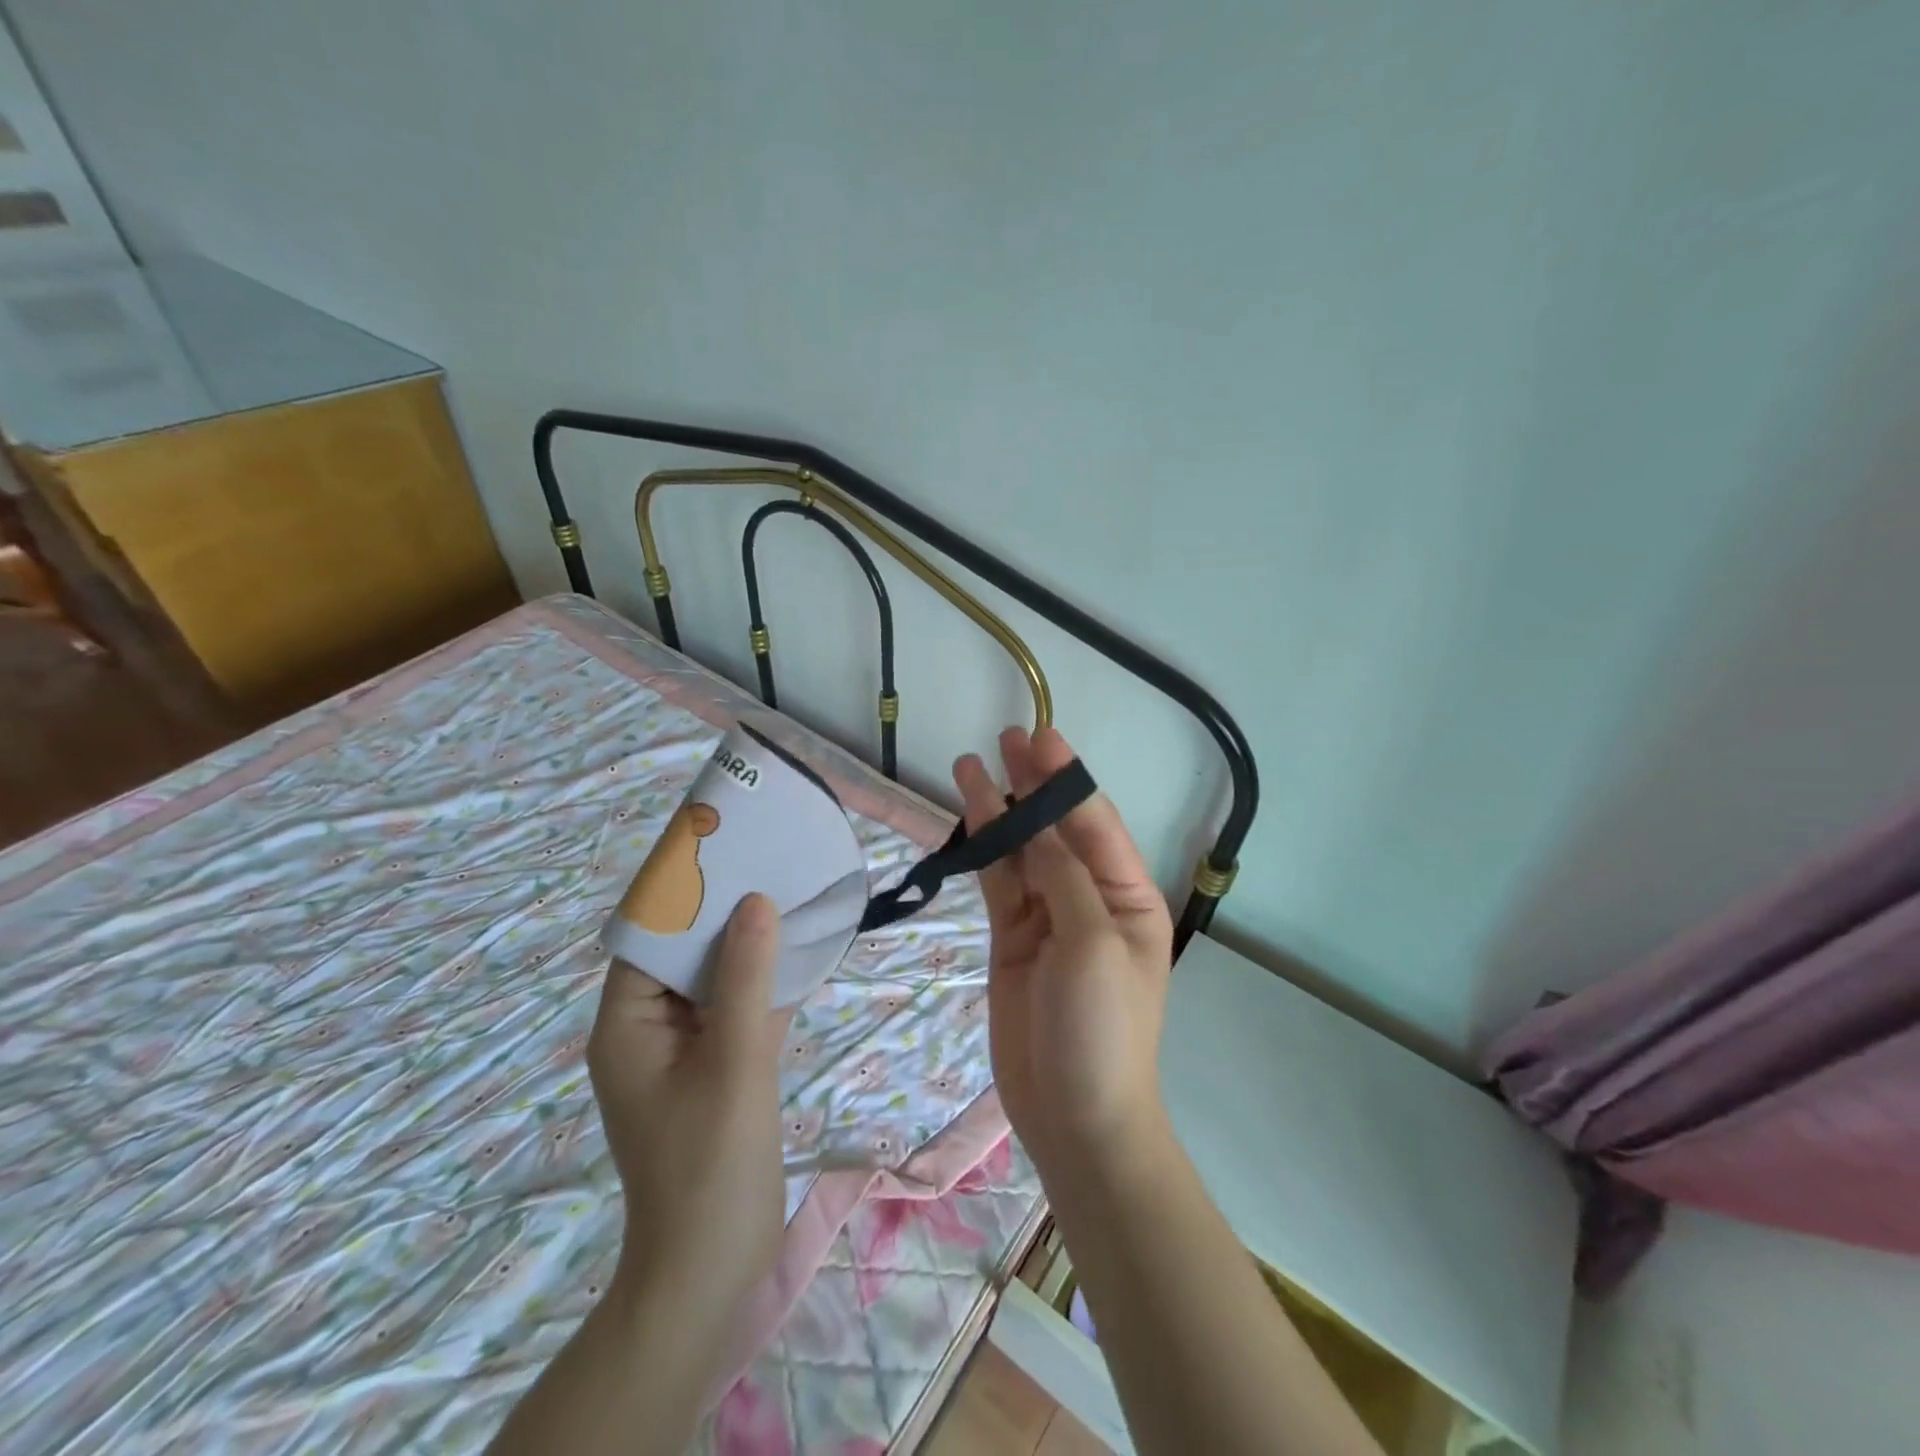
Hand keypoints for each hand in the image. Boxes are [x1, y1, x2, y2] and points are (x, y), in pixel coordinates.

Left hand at [587, 893, 787, 1335]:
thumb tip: (756, 901)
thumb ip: (744, 979)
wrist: (713, 1268)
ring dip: (752, 946)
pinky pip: (740, 1009)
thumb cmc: (709, 1164)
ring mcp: (686, 1049)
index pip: (649, 938)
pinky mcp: (718, 1067)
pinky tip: (806, 952)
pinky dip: (768, 983)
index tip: (724, 849)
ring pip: (718, 980)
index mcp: (628, 1023)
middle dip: (726, 912)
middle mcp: (650, 1028)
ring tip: (791, 892)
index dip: (683, 892)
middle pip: (686, 954)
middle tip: (770, 862)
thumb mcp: (731, 1062)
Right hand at [953, 726, 1174, 1175]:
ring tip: (970, 765)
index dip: (1067, 780)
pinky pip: (998, 884)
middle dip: (1034, 785)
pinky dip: (984, 851)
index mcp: (1129, 896)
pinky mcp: (1013, 939)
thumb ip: (1063, 878)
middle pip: (1057, 830)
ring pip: (1021, 852)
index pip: (1095, 824)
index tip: (1040, 738)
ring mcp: (1049, 918)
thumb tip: (1037, 827)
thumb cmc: (1101, 1028)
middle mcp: (1090, 898)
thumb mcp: (1092, 943)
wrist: (1074, 1116)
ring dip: (999, 810)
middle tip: (1007, 738)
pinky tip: (968, 819)